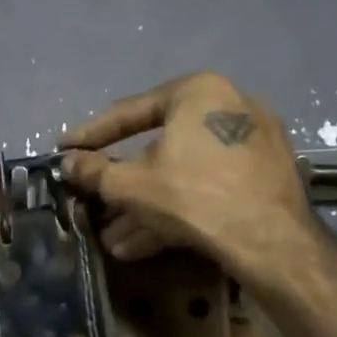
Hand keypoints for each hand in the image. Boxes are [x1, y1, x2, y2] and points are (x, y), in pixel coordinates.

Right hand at [61, 71, 325, 289]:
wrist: (270, 241)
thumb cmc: (192, 195)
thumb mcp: (129, 184)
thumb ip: (93, 171)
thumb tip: (67, 163)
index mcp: (198, 92)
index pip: (131, 112)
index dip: (91, 135)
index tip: (66, 149)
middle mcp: (231, 106)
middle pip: (159, 148)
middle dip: (123, 184)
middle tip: (93, 200)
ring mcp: (253, 144)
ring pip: (183, 174)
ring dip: (145, 206)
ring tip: (113, 238)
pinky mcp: (266, 177)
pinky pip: (209, 186)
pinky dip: (177, 209)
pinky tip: (143, 243)